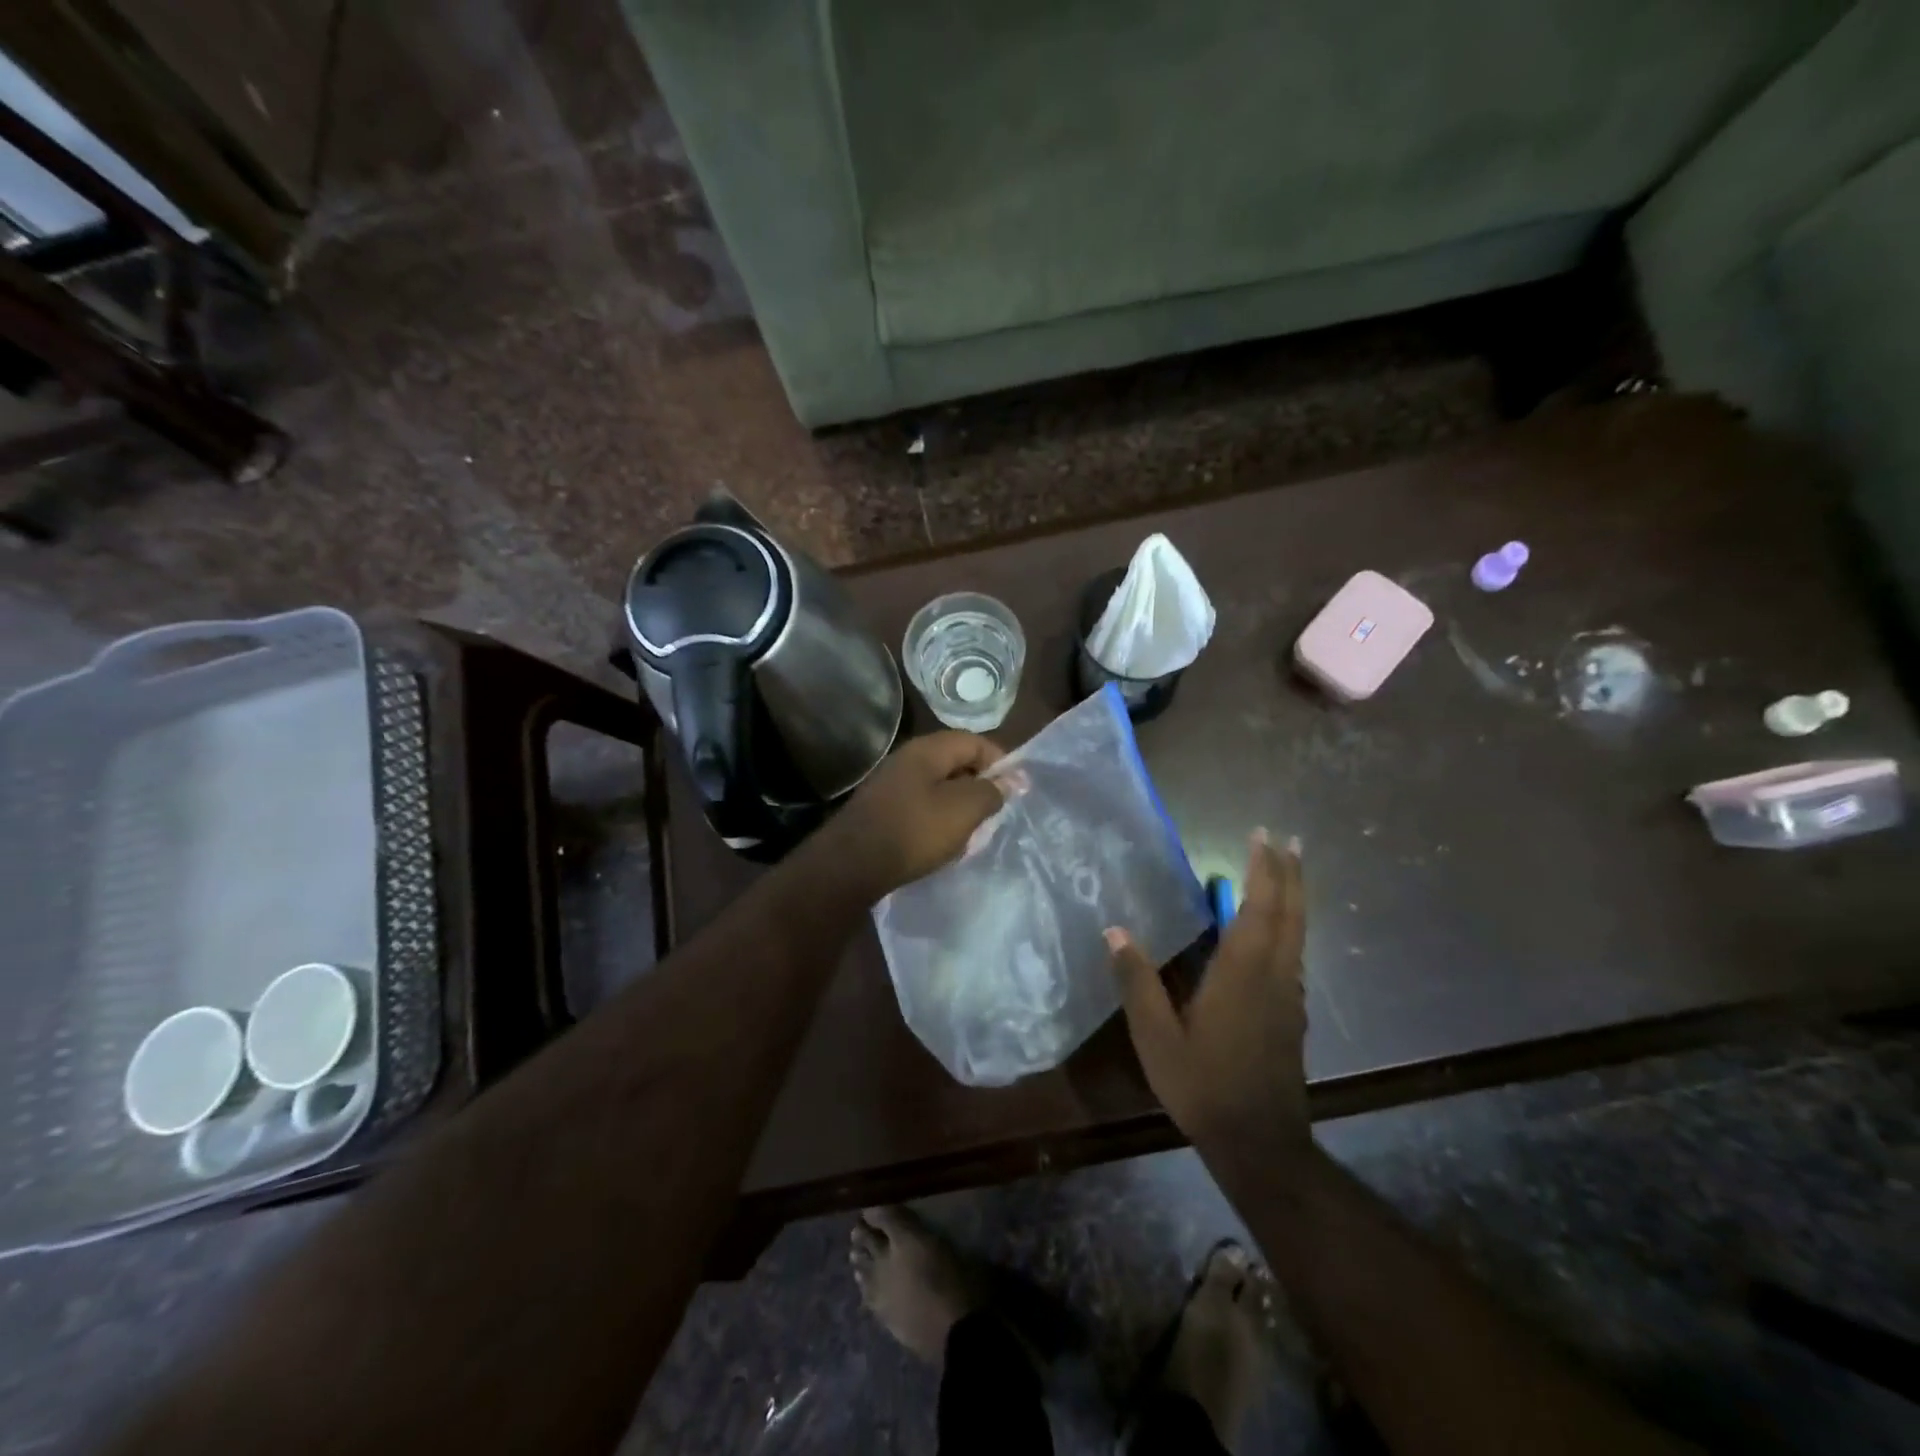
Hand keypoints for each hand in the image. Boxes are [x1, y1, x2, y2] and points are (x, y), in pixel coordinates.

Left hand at [820, 732, 1006, 899]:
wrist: (851, 865)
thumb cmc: (914, 831)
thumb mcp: (963, 810)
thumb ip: (991, 792)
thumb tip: (1013, 779)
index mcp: (928, 750)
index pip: (974, 742)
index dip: (1000, 761)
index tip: (1016, 789)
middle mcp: (907, 758)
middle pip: (955, 762)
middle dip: (980, 785)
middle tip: (996, 812)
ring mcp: (891, 783)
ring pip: (938, 786)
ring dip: (959, 805)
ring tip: (973, 831)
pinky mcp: (882, 808)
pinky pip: (920, 804)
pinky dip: (938, 818)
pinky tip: (943, 842)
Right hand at [1106, 831, 1309, 1162]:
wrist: (1260, 1144)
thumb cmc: (1204, 1085)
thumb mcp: (1156, 1037)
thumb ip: (1137, 982)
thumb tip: (1115, 932)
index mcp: (1244, 973)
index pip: (1260, 908)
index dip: (1264, 869)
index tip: (1263, 835)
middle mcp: (1275, 976)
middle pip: (1291, 913)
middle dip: (1290, 873)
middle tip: (1289, 839)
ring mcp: (1290, 996)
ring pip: (1298, 933)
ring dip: (1294, 896)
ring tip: (1287, 871)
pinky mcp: (1293, 1014)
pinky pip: (1294, 953)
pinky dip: (1289, 926)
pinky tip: (1275, 931)